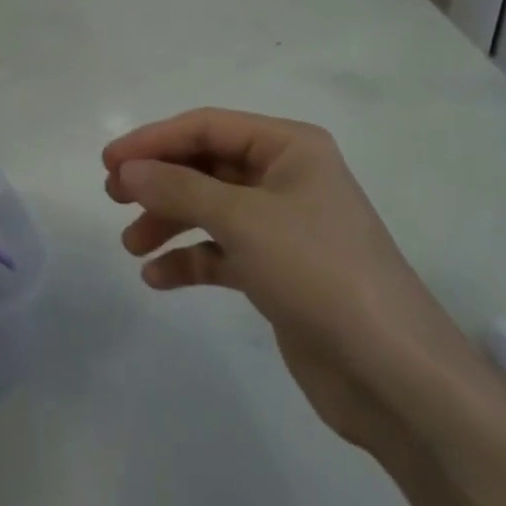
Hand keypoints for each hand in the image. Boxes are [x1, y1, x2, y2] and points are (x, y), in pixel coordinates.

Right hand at [104, 108, 475, 451]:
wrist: (396, 378)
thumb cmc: (320, 272)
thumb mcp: (244, 220)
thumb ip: (179, 188)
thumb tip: (127, 168)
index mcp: (289, 147)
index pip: (207, 127)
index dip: (154, 140)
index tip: (109, 161)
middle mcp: (286, 177)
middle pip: (206, 165)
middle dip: (159, 180)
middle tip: (113, 196)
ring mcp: (283, 226)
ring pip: (210, 208)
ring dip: (169, 221)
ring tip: (131, 244)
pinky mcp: (278, 272)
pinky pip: (222, 252)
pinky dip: (190, 260)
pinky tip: (157, 277)